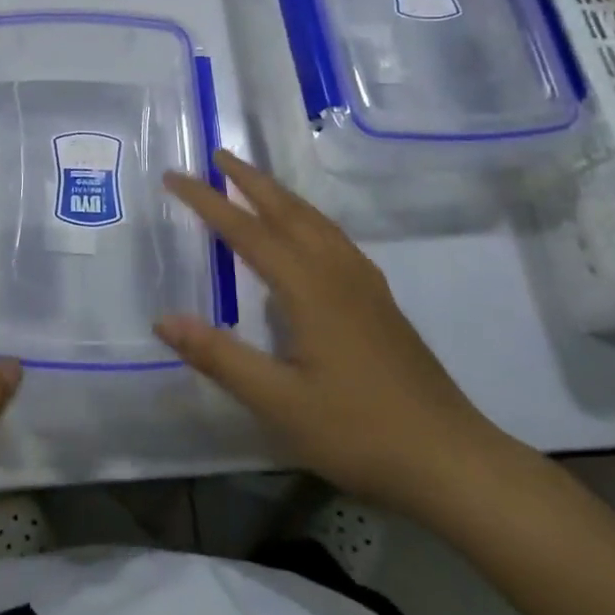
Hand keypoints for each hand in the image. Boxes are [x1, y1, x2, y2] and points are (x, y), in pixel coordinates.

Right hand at [157, 151, 518, 516]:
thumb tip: (163, 319)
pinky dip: (306, 218)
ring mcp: (364, 285)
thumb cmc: (358, 430)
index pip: (246, 231)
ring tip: (254, 182)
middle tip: (218, 155)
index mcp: (309, 287)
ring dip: (280, 195)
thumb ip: (219, 356)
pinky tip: (305, 235)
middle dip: (250, 180)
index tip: (175, 176)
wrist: (452, 460)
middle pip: (287, 211)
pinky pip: (333, 238)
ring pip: (315, 221)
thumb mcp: (278, 401)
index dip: (207, 202)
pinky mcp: (379, 302)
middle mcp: (337, 272)